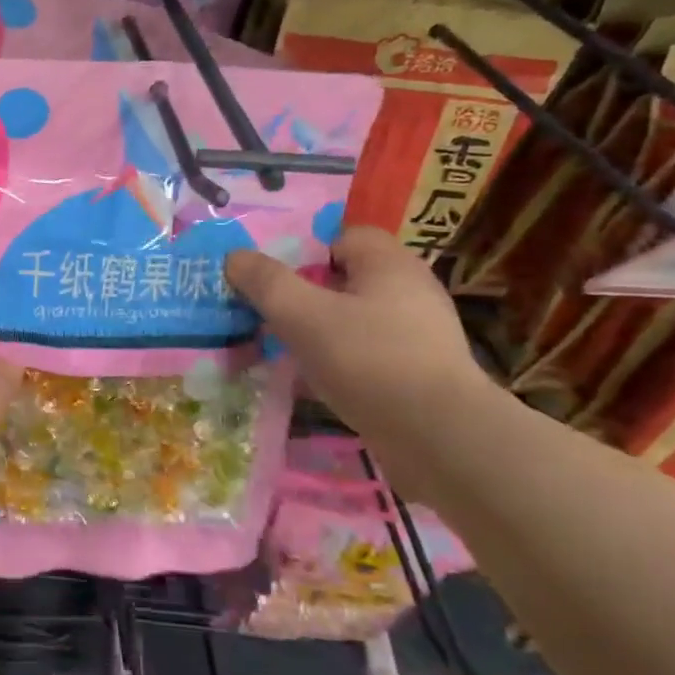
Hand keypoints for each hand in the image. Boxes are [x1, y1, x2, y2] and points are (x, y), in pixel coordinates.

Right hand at [226, 227, 486, 437]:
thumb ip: (266, 282)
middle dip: (304, 296)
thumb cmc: (368, 360)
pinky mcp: (419, 373)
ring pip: (353, 320)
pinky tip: (315, 384)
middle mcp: (410, 290)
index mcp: (389, 264)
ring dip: (318, 332)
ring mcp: (419, 334)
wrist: (439, 437)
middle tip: (268, 316)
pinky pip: (367, 355)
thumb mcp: (302, 315)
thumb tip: (235, 256)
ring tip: (282, 353)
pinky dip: (339, 363)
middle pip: (345, 280)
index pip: (344, 236)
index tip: (274, 280)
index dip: (306, 251)